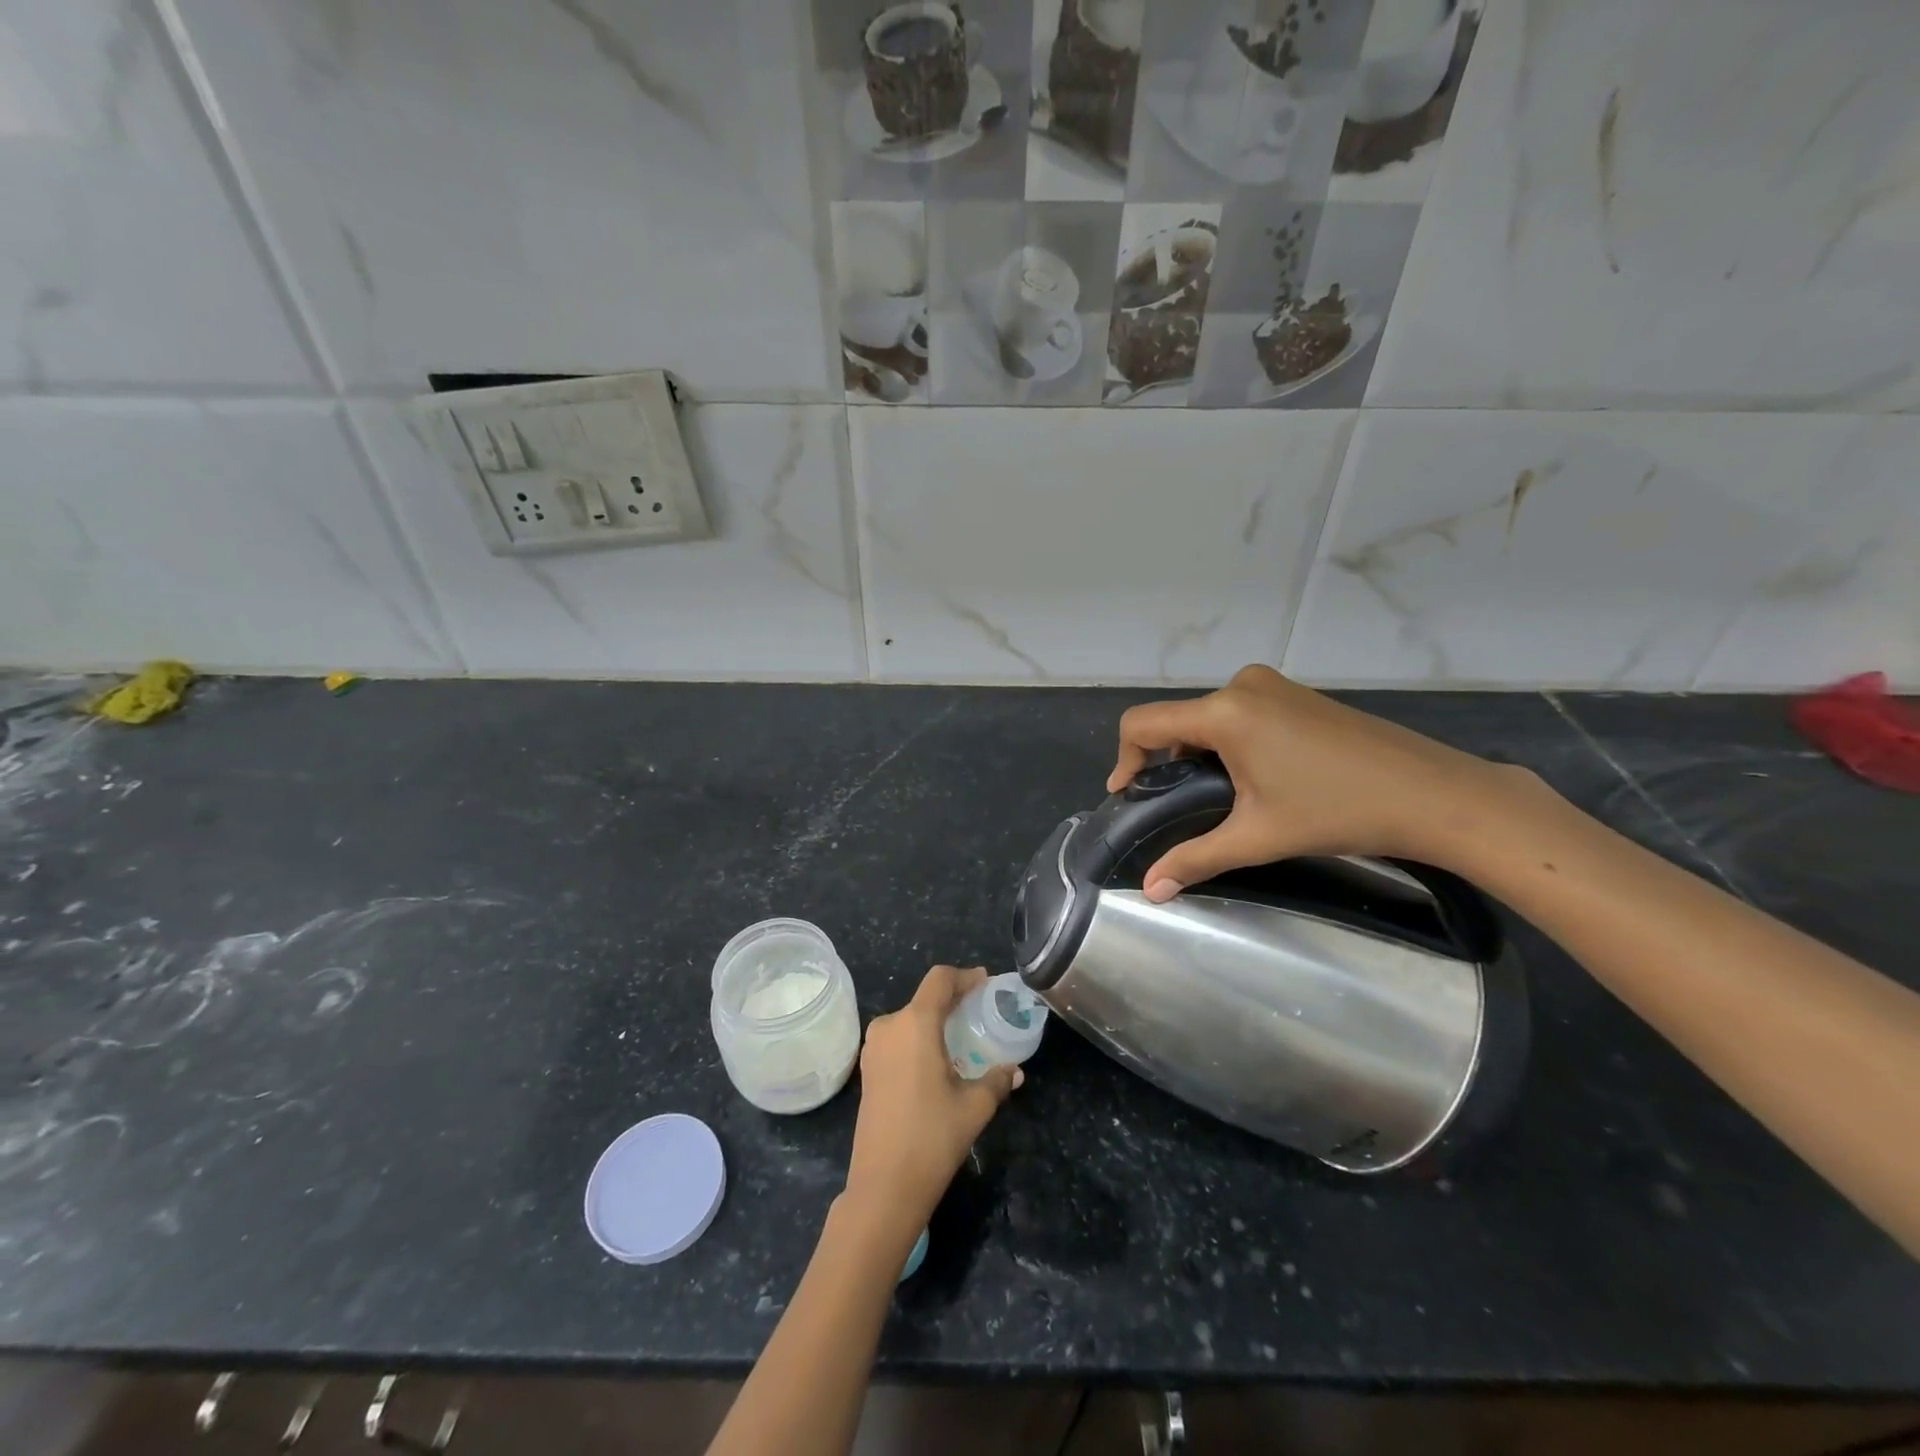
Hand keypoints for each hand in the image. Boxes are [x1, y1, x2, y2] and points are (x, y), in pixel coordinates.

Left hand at [843, 966, 1022, 1233]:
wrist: (883, 1186)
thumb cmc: (932, 1138)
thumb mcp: (974, 1107)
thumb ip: (997, 1081)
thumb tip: (1015, 1072)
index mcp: (915, 1023)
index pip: (940, 980)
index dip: (965, 976)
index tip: (985, 983)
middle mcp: (890, 1026)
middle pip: (925, 998)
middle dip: (953, 1001)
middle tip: (979, 1013)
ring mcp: (873, 1048)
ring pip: (909, 1019)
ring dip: (934, 1021)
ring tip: (961, 1038)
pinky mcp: (867, 1069)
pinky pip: (897, 1039)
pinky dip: (918, 1039)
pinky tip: (937, 1061)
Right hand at [1107, 664, 1523, 900]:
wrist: (1434, 794)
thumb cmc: (1338, 811)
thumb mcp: (1258, 837)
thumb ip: (1195, 858)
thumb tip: (1149, 891)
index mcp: (1224, 712)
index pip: (1143, 723)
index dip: (1124, 759)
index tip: (1128, 796)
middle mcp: (1241, 686)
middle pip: (1175, 719)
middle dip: (1165, 761)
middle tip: (1174, 806)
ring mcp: (1272, 685)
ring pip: (1207, 716)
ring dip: (1197, 752)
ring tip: (1215, 797)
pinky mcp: (1295, 694)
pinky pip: (1237, 712)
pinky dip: (1226, 741)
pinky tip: (1252, 777)